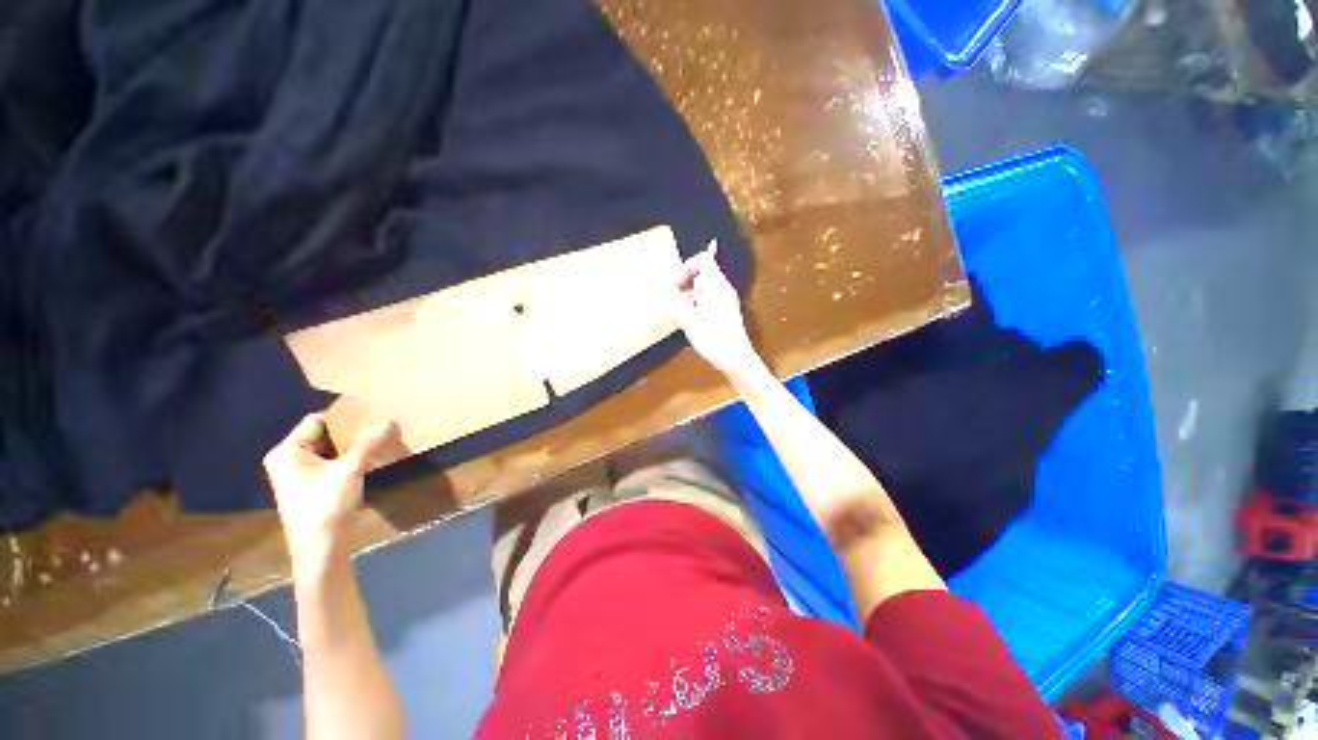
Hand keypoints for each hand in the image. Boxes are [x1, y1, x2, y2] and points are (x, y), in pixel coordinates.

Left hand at [263, 414, 398, 569]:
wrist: (321, 552)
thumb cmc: (325, 508)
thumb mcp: (349, 471)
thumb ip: (369, 443)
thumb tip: (391, 420)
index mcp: (287, 452)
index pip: (317, 421)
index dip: (345, 417)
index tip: (373, 414)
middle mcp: (290, 460)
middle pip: (325, 435)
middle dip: (353, 432)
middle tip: (382, 426)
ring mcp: (302, 475)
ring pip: (333, 450)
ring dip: (356, 447)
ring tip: (383, 440)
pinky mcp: (315, 487)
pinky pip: (336, 464)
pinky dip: (354, 460)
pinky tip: (374, 459)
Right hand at [664, 241, 765, 381]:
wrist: (736, 360)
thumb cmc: (714, 339)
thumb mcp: (688, 322)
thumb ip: (671, 307)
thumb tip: (656, 300)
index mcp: (717, 285)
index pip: (703, 260)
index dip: (686, 267)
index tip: (676, 285)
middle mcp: (723, 289)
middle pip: (704, 271)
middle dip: (686, 280)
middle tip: (676, 295)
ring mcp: (726, 301)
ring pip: (705, 286)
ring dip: (690, 293)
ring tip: (681, 308)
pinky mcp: (725, 313)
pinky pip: (709, 299)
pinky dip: (697, 303)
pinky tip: (690, 318)